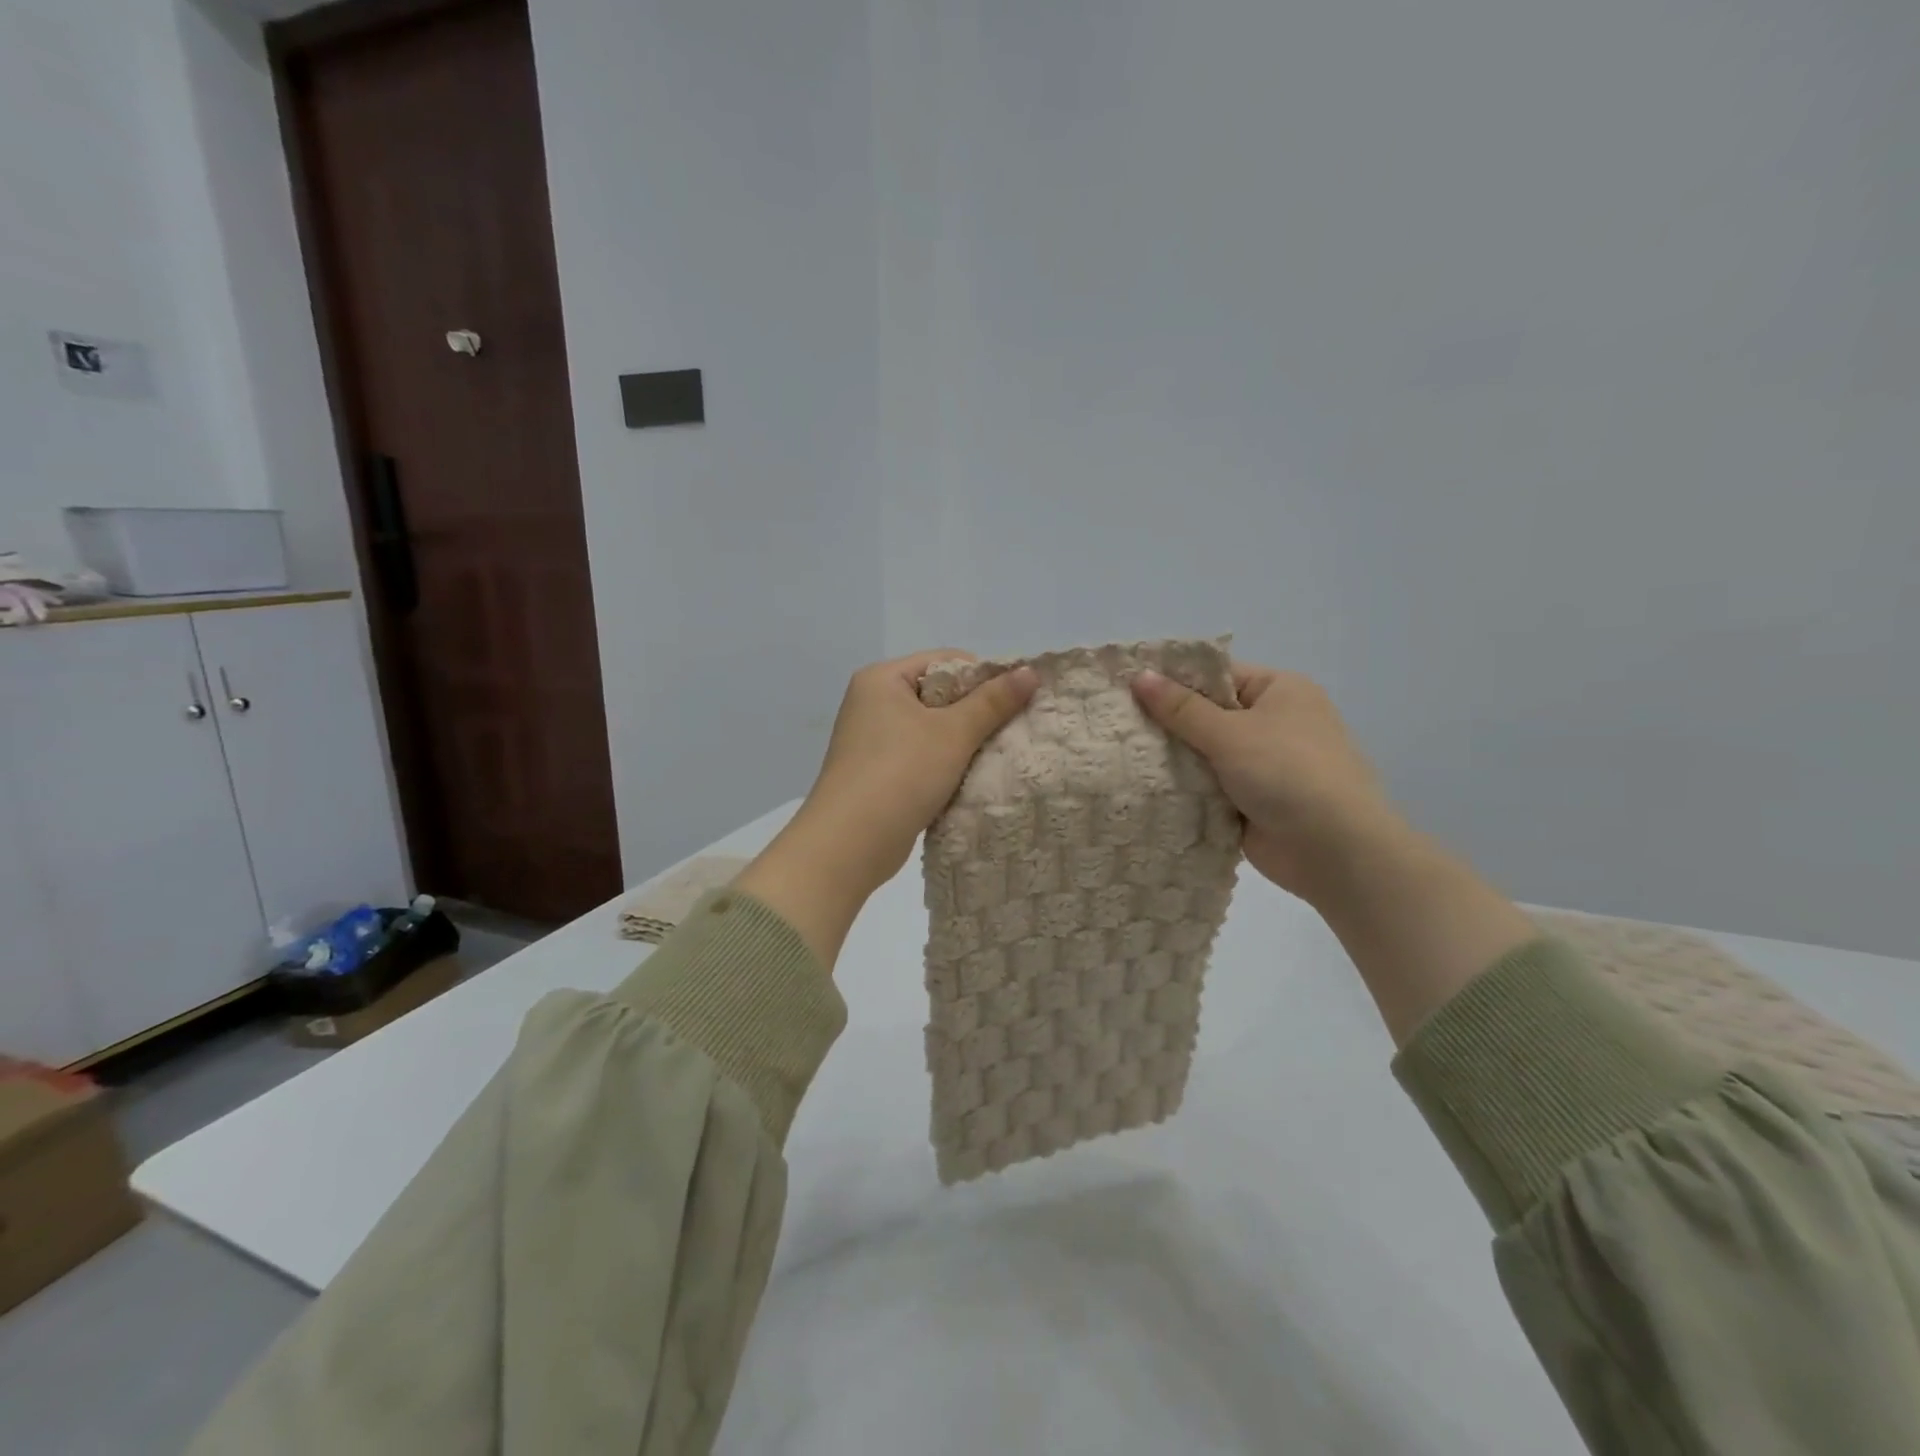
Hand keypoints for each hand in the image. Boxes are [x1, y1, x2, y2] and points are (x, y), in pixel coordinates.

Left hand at [737, 651, 1036, 966]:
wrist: (849, 844)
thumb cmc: (901, 774)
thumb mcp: (953, 734)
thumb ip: (993, 702)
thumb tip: (1030, 671)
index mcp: (882, 679)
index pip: (945, 661)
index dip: (984, 677)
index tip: (1016, 701)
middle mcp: (872, 703)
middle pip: (938, 695)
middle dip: (976, 712)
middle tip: (1011, 730)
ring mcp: (871, 741)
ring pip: (931, 730)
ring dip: (962, 743)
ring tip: (996, 756)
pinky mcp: (876, 774)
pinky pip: (920, 757)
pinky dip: (945, 765)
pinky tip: (969, 779)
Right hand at [1136, 662, 1534, 1043]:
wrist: (1335, 851)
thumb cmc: (1288, 773)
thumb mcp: (1230, 733)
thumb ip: (1181, 708)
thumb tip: (1140, 675)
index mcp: (1280, 691)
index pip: (1217, 676)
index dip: (1174, 681)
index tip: (1127, 688)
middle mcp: (1274, 723)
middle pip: (1208, 716)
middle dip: (1168, 724)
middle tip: (1116, 723)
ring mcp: (1263, 766)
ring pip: (1205, 755)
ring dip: (1174, 761)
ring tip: (1119, 755)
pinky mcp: (1252, 802)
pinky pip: (1209, 788)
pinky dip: (1186, 790)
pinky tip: (1143, 788)